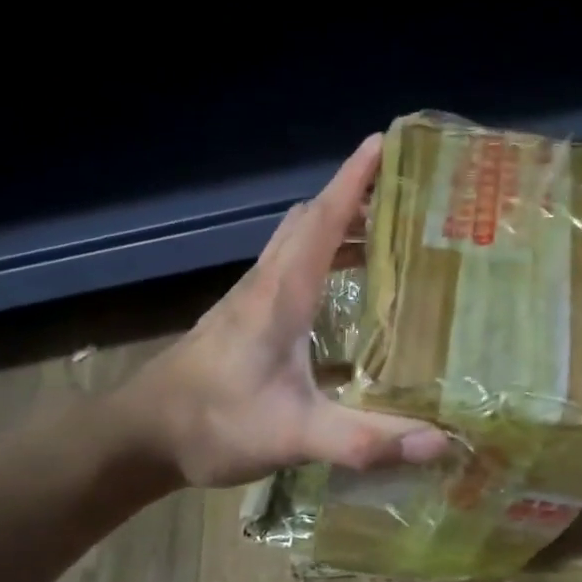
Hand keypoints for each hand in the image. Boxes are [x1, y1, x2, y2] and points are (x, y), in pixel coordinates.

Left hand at [109, 135, 448, 488]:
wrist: (139, 436)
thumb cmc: (213, 424)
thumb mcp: (294, 435)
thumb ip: (364, 439)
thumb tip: (441, 442)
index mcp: (282, 294)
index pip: (323, 219)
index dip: (354, 178)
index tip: (386, 140)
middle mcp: (266, 283)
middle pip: (312, 219)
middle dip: (355, 195)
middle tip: (406, 193)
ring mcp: (251, 298)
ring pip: (297, 240)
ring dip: (337, 224)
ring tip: (387, 232)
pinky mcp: (245, 317)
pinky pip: (290, 266)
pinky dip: (321, 255)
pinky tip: (346, 289)